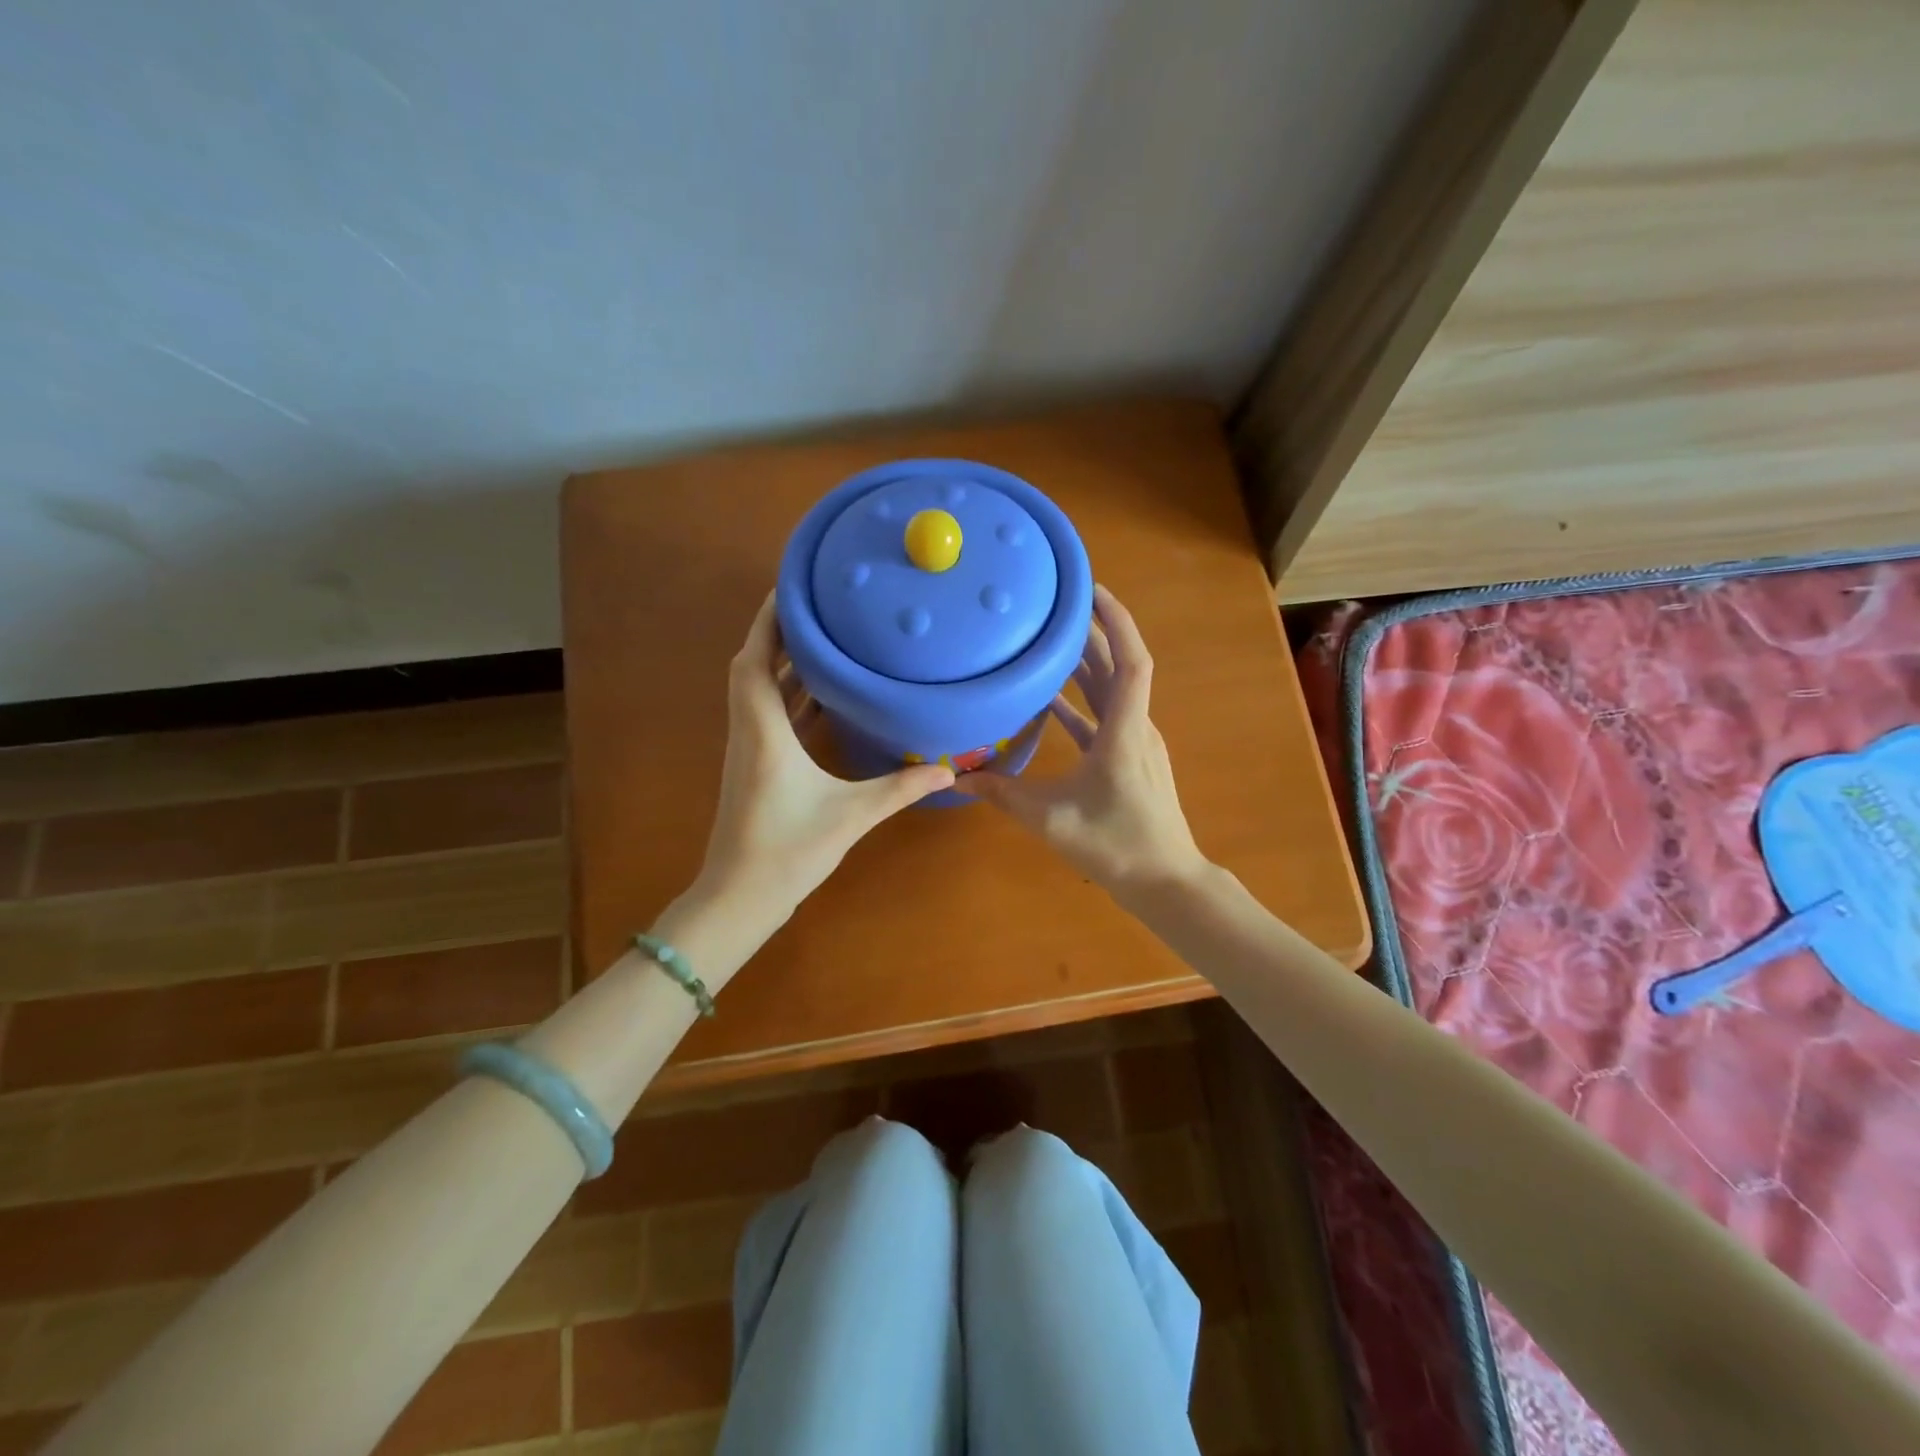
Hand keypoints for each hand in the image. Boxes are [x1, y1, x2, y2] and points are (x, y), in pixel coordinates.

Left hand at [692, 594, 955, 924]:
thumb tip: (948, 770)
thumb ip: (900, 789)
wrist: (739, 898)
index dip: (768, 621)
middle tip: (820, 608)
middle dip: (781, 634)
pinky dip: (791, 696)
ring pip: (760, 692)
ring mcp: (749, 750)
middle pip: (754, 667)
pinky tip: (824, 696)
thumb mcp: (851, 815)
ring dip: (786, 664)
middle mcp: (750, 731)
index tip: (790, 588)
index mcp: (764, 731)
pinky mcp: (756, 767)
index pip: (755, 660)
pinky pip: (770, 715)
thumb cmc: (788, 851)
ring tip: (827, 640)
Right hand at [958, 585, 1205, 900]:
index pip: (1131, 660)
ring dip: (1088, 664)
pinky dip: (1082, 703)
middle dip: (1094, 632)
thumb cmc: (1115, 845)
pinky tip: (1052, 700)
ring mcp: (1136, 743)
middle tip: (1058, 604)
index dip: (1116, 621)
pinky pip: (1106, 718)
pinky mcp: (1131, 759)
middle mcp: (1136, 727)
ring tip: (1052, 639)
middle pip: (1119, 666)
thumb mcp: (1050, 819)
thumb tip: (958, 776)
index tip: (1091, 590)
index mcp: (1125, 731)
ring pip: (1114, 691)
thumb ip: (1003, 794)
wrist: (1164, 882)